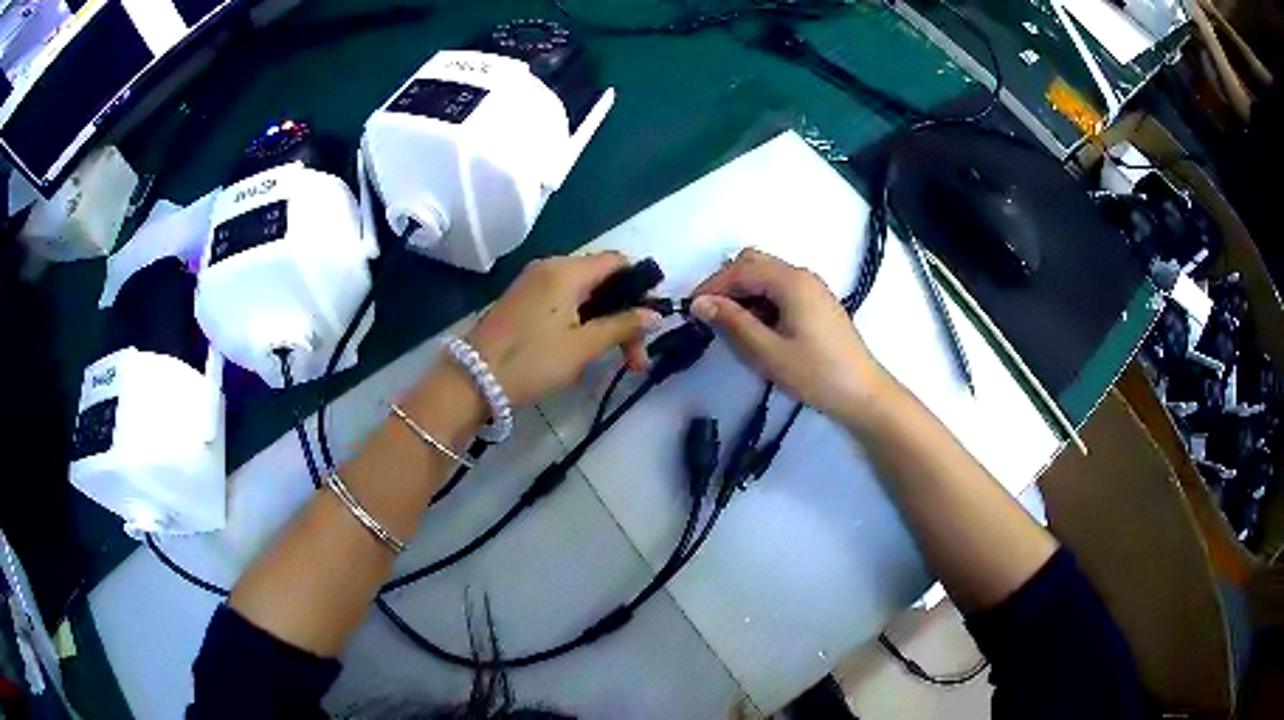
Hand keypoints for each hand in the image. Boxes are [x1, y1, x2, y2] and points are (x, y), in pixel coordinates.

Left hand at [464, 253, 659, 406]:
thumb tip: (654, 314)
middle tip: (635, 357)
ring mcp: (533, 283)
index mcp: (567, 270)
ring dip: (604, 321)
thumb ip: (622, 326)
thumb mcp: (582, 346)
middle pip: (602, 279)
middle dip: (624, 314)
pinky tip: (585, 347)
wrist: (472, 379)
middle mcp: (550, 267)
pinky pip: (563, 300)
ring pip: (584, 293)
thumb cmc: (532, 360)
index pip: (618, 261)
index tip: (651, 322)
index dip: (641, 286)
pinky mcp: (522, 301)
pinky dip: (581, 319)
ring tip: (615, 358)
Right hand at [690, 248, 880, 421]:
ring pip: (767, 275)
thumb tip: (699, 303)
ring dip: (744, 293)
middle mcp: (802, 275)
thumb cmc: (816, 374)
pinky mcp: (817, 304)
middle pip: (754, 263)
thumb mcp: (768, 352)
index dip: (712, 286)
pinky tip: (757, 329)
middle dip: (727, 285)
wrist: (863, 394)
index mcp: (791, 281)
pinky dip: (761, 301)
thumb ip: (732, 323)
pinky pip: (780, 290)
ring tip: (731, 327)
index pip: (740, 270)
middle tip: (709, 316)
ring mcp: (812, 288)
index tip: (690, 311)